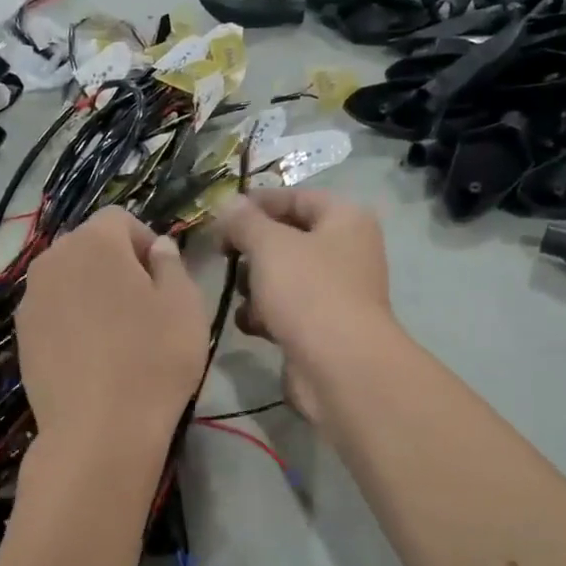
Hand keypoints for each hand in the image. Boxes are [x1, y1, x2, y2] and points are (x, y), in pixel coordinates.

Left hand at [16, 207, 208, 444]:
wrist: (99, 430)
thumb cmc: (153, 359)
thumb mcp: (185, 305)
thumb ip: (171, 264)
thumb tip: (158, 248)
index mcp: (94, 242)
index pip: (120, 219)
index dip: (146, 241)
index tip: (164, 278)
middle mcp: (53, 259)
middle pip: (89, 246)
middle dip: (117, 264)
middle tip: (144, 305)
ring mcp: (31, 299)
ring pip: (68, 279)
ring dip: (92, 291)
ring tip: (117, 332)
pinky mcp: (21, 335)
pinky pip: (53, 311)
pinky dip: (73, 319)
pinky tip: (92, 355)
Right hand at [217, 189, 394, 422]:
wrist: (339, 367)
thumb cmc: (308, 292)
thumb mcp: (269, 245)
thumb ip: (244, 221)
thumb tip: (228, 204)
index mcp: (345, 220)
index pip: (297, 197)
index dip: (258, 202)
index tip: (220, 214)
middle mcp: (346, 252)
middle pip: (288, 238)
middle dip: (252, 248)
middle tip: (223, 255)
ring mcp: (335, 293)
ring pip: (283, 277)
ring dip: (255, 285)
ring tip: (240, 294)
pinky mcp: (322, 328)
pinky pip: (285, 310)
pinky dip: (265, 315)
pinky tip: (250, 324)